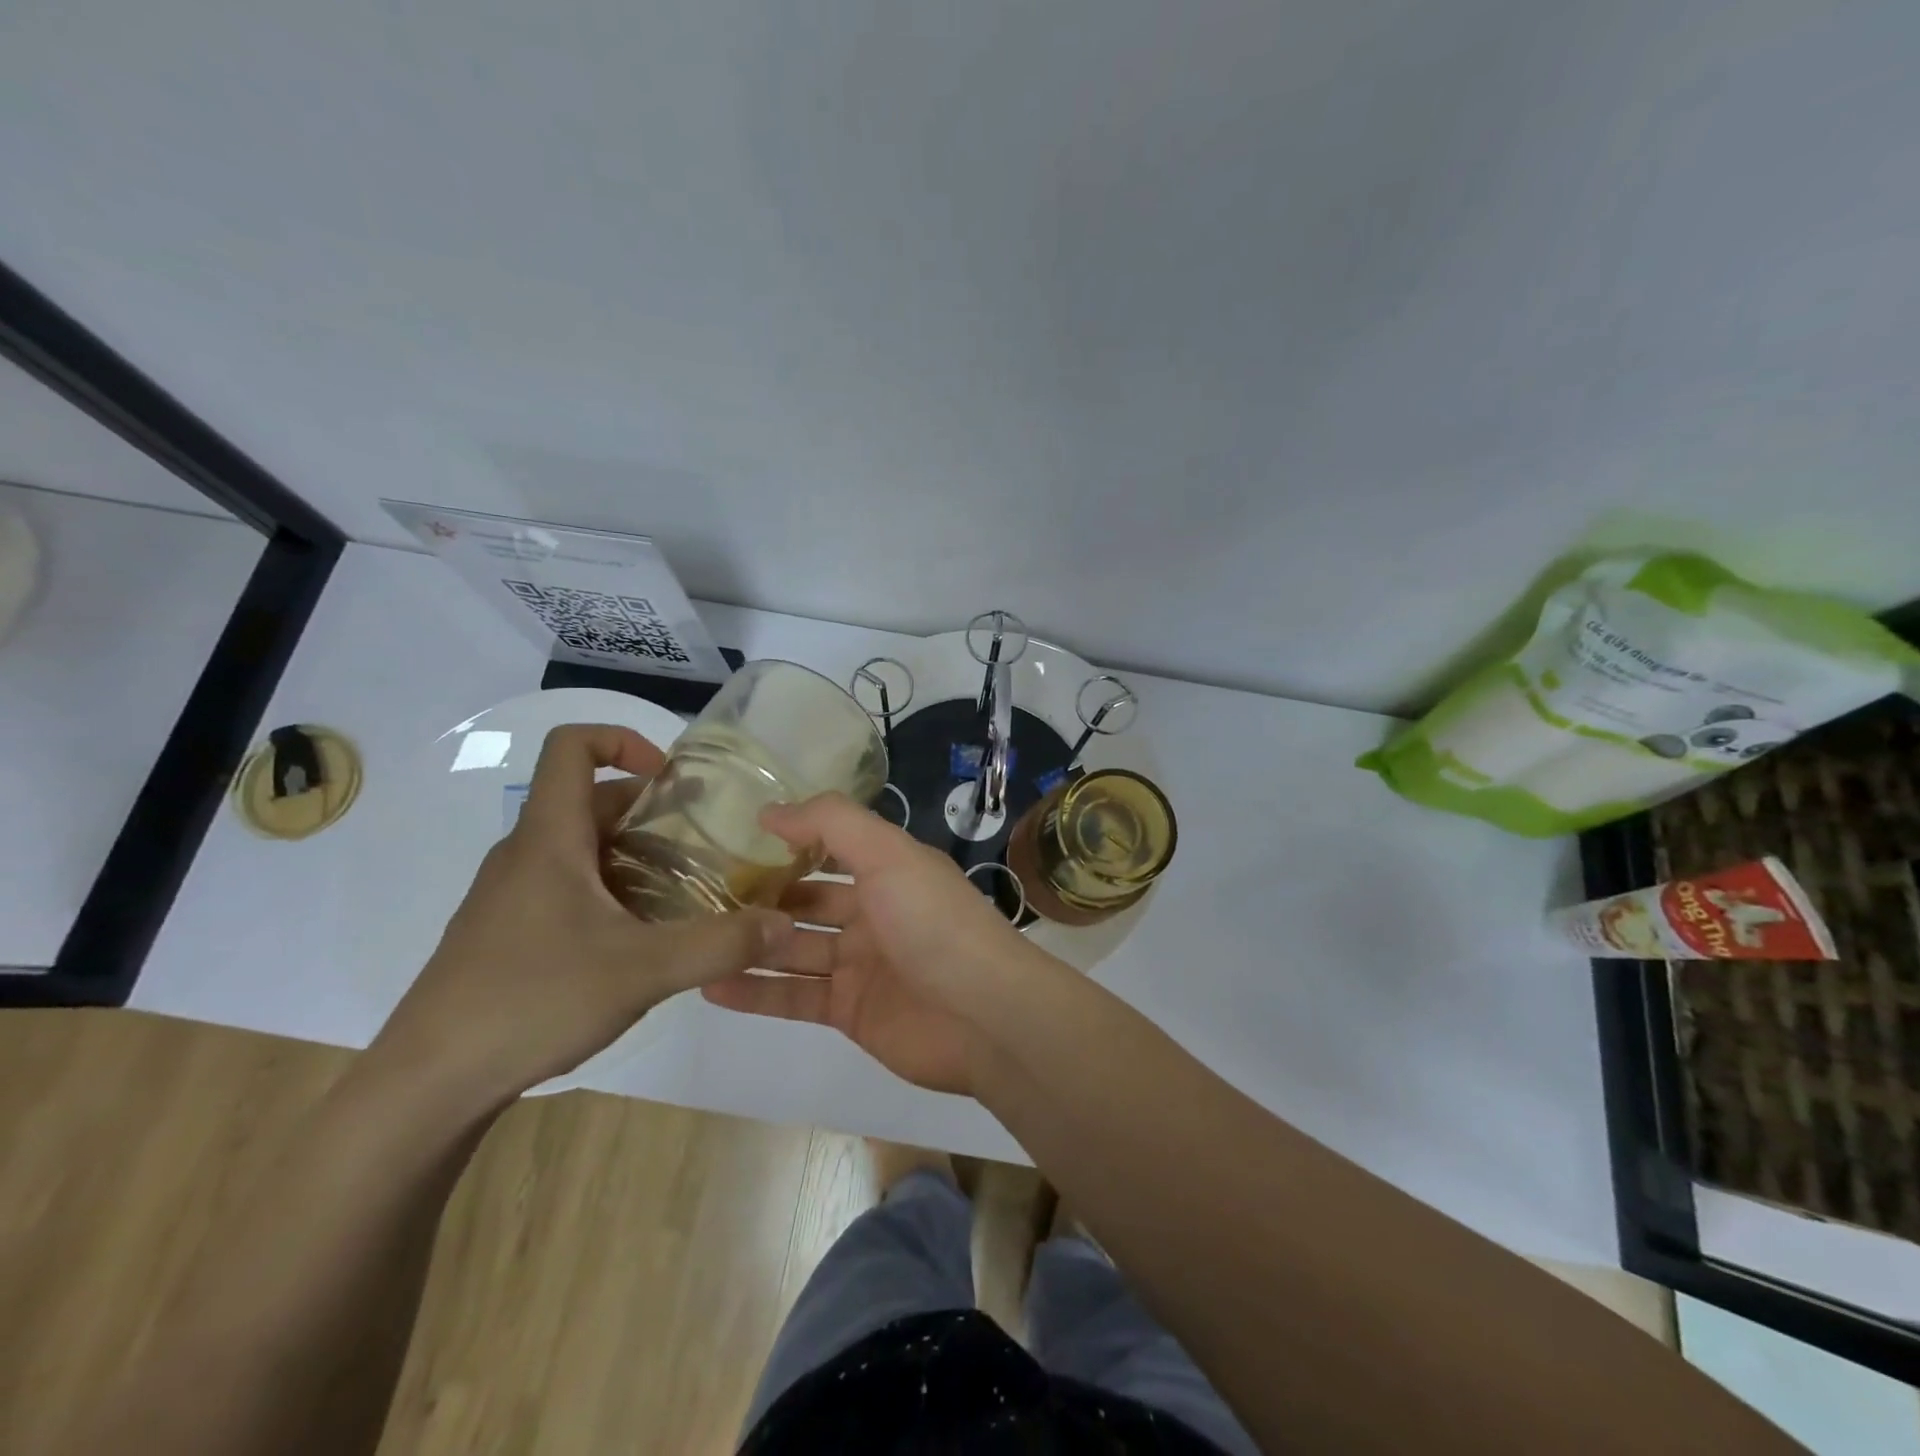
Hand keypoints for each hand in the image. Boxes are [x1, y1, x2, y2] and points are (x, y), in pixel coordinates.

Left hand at [375, 724, 794, 1103]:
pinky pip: (567, 884)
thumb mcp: (641, 971)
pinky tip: (640, 939)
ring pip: (581, 846)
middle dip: (652, 810)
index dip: (623, 739)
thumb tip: (784, 924)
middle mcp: (526, 854)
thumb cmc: (530, 1002)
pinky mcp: (508, 931)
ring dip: (634, 853)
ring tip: (684, 890)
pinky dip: (611, 888)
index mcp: (548, 838)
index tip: (672, 779)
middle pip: (590, 798)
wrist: (427, 1085)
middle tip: (704, 843)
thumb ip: (719, 945)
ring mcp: (511, 894)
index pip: (571, 745)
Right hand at [701, 794, 1042, 1095]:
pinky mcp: (850, 1011)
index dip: (786, 845)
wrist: (983, 1015)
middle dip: (760, 897)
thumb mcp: (887, 853)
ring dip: (750, 944)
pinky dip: (756, 993)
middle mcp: (873, 913)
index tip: (731, 840)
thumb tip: (770, 810)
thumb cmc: (933, 921)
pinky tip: (710, 985)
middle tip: (699, 895)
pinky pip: (794, 998)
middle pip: (806, 902)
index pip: (828, 849)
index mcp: (887, 870)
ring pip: (794, 950)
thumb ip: (830, 822)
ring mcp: (860, 965)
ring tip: (694, 938)